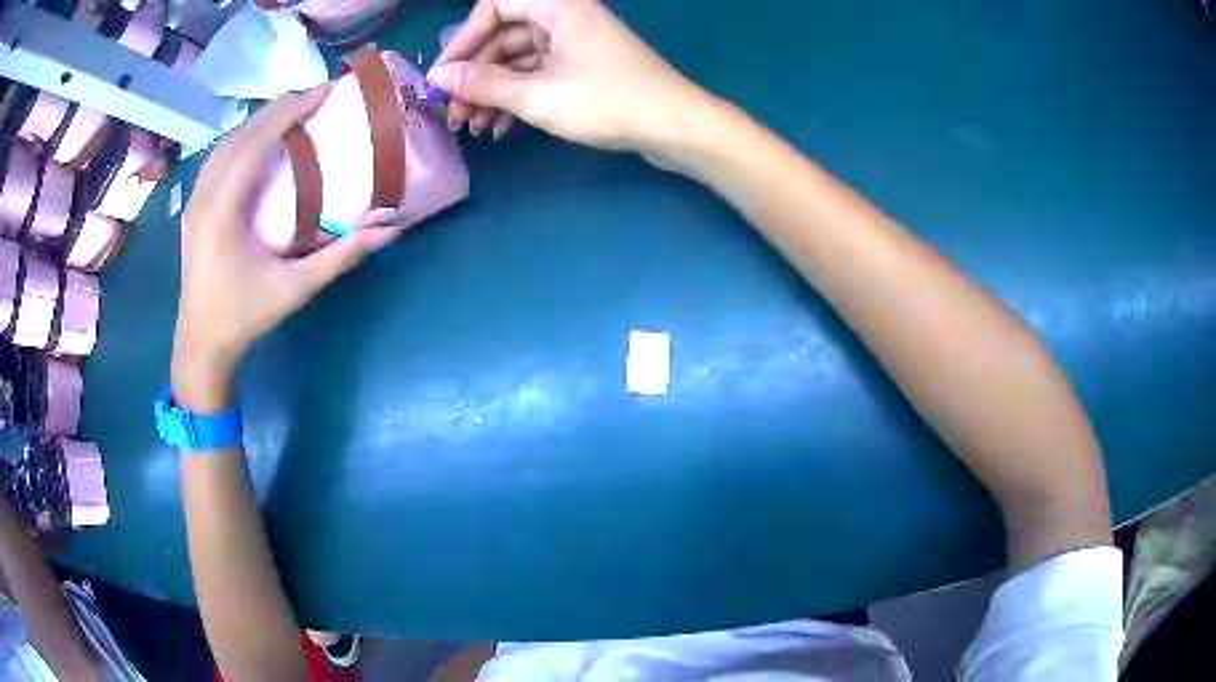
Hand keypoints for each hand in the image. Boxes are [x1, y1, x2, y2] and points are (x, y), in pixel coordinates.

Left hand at [172, 87, 400, 412]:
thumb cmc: (244, 318)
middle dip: (278, 108)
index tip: (325, 90)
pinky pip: (218, 160)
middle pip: (240, 134)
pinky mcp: (193, 210)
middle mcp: (205, 196)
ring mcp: (195, 202)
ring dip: (258, 122)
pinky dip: (242, 140)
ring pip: (225, 144)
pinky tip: (258, 144)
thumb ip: (341, 257)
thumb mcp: (295, 289)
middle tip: (316, 97)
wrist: (200, 347)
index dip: (292, 110)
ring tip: (291, 113)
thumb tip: (389, 229)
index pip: (257, 141)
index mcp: (224, 209)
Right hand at [428, 0, 707, 152]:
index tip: (444, 74)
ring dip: (492, 92)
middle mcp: (565, 18)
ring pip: (519, 60)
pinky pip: (539, 75)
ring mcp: (576, 44)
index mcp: (558, 7)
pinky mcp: (584, 69)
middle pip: (504, 37)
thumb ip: (483, 84)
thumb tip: (438, 77)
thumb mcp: (537, 95)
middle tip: (453, 114)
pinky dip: (517, 98)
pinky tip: (501, 128)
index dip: (463, 39)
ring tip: (473, 128)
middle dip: (475, 76)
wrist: (676, 128)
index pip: (494, 8)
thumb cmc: (608, 102)